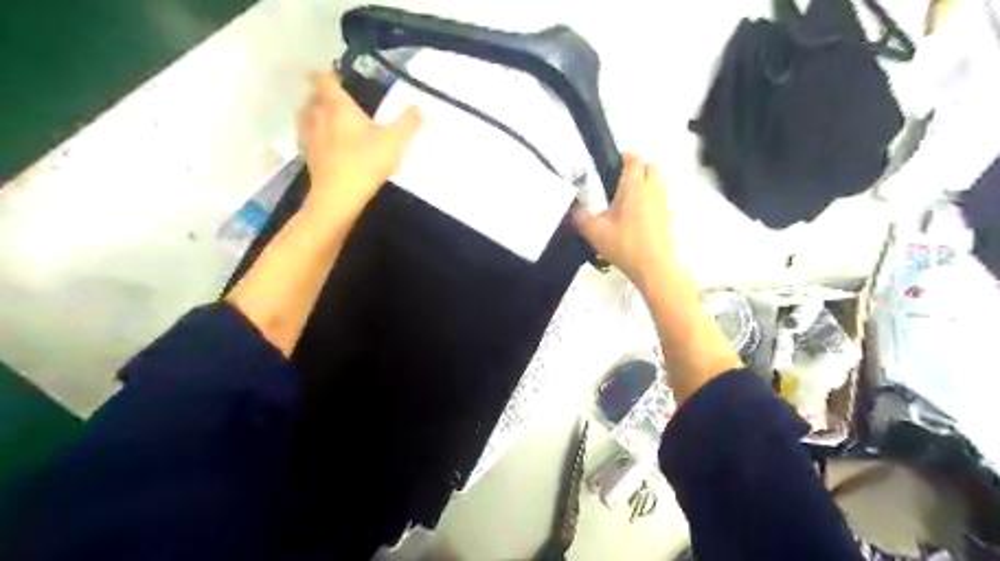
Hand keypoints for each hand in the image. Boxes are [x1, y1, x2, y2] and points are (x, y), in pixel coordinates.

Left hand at [297, 72, 420, 224]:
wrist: (338, 195)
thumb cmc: (366, 162)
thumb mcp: (395, 142)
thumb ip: (408, 123)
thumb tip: (421, 107)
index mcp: (337, 106)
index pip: (323, 79)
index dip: (329, 74)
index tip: (339, 77)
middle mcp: (317, 114)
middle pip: (313, 96)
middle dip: (324, 96)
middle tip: (342, 103)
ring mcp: (309, 135)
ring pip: (306, 115)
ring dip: (315, 114)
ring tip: (331, 122)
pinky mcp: (307, 155)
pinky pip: (306, 137)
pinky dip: (314, 136)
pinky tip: (327, 146)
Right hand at [575, 154, 675, 287]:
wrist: (653, 266)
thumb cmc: (624, 244)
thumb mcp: (594, 232)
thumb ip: (579, 217)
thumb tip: (570, 208)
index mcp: (634, 186)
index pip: (633, 159)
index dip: (624, 157)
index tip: (612, 164)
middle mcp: (652, 189)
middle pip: (650, 167)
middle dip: (637, 169)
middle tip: (619, 182)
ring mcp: (663, 202)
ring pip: (658, 182)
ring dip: (646, 183)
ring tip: (628, 198)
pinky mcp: (668, 216)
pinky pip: (660, 198)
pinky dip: (651, 200)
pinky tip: (637, 216)